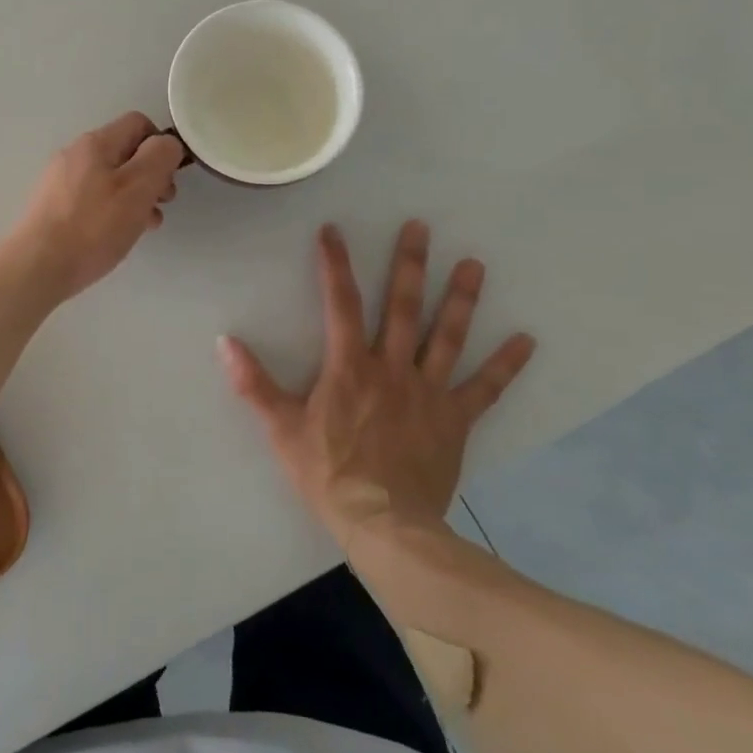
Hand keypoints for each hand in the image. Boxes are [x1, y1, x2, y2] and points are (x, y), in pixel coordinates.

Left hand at [6, 113, 185, 303]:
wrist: (37, 267)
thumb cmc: (93, 226)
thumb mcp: (137, 188)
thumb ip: (159, 158)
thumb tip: (167, 144)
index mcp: (95, 143)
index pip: (138, 123)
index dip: (161, 146)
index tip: (170, 178)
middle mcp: (75, 155)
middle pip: (125, 153)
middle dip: (150, 176)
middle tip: (161, 205)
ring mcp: (60, 181)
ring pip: (111, 179)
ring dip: (134, 198)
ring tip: (144, 226)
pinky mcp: (53, 207)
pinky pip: (93, 199)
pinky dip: (112, 212)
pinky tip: (116, 236)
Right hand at [218, 221, 535, 542]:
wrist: (384, 525)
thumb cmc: (328, 474)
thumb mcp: (281, 429)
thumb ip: (254, 384)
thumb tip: (225, 342)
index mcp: (349, 367)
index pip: (341, 303)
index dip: (335, 264)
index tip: (334, 231)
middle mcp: (392, 368)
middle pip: (404, 307)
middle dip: (410, 264)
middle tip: (420, 227)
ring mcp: (429, 392)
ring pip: (447, 337)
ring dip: (460, 299)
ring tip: (473, 264)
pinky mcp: (455, 419)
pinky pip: (485, 388)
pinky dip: (506, 364)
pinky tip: (527, 340)